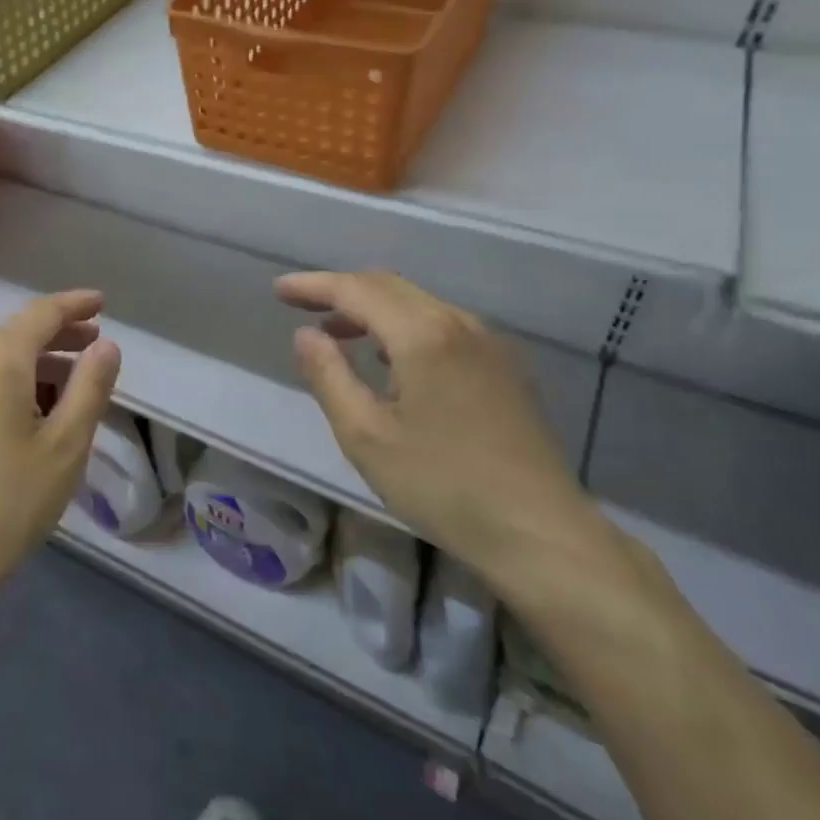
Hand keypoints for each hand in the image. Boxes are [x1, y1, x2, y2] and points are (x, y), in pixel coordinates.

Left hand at [0, 290, 121, 615]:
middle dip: (57, 336)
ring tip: (66, 387)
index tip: (101, 303)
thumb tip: (106, 345)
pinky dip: (5, 386)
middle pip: (14, 336)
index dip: (74, 305)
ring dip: (33, 365)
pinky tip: (22, 417)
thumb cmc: (9, 502)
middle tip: (93, 345)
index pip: (41, 314)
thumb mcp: (66, 445)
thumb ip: (90, 387)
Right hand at [276, 270, 600, 587]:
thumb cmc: (442, 485)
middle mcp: (459, 324)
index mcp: (423, 335)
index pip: (357, 290)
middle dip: (341, 290)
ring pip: (418, 304)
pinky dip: (403, 327)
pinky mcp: (504, 367)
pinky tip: (390, 362)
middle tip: (301, 306)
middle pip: (389, 287)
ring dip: (372, 309)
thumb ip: (328, 376)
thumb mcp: (365, 435)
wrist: (540, 533)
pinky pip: (442, 326)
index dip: (314, 285)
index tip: (279, 291)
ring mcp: (489, 344)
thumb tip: (306, 335)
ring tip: (337, 335)